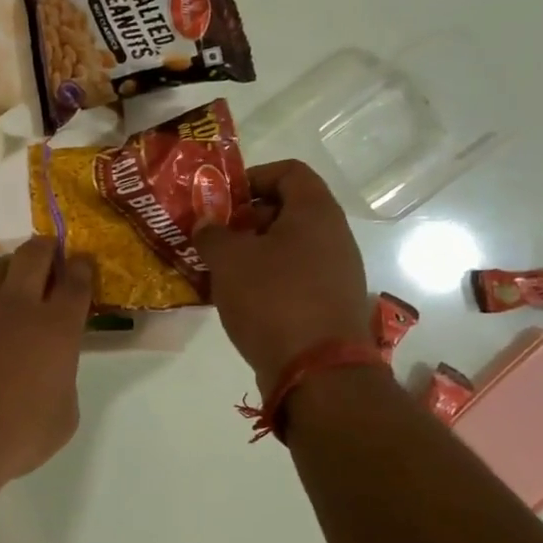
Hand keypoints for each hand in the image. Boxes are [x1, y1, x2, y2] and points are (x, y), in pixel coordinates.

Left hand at [0, 238, 94, 488]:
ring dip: (10, 268)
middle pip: (35, 255)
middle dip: (46, 248)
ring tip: (12, 281)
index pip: (76, 282)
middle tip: (49, 253)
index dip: (82, 268)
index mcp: (56, 327)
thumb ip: (62, 380)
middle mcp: (16, 304)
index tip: (82, 262)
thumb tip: (50, 369)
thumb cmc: (13, 435)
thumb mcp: (62, 417)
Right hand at [194, 161, 368, 391]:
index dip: (253, 177)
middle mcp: (333, 236)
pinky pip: (294, 276)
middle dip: (246, 218)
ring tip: (219, 269)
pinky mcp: (329, 303)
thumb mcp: (229, 260)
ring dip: (252, 251)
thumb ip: (212, 234)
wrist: (317, 371)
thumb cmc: (272, 299)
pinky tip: (239, 298)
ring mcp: (336, 272)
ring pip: (289, 246)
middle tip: (213, 236)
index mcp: (315, 212)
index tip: (222, 199)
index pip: (289, 172)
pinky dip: (266, 278)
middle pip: (288, 209)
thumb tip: (207, 224)